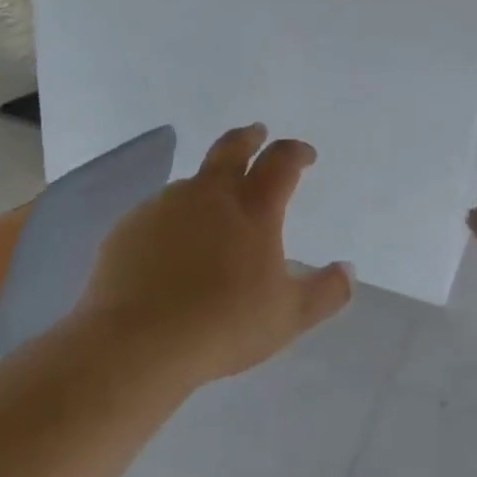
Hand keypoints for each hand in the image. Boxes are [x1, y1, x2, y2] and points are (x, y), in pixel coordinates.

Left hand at [79, 124, 353, 382]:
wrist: (137, 342)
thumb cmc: (224, 326)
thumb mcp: (289, 317)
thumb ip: (326, 292)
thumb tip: (347, 270)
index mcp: (253, 209)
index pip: (281, 162)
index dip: (296, 152)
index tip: (305, 156)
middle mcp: (208, 194)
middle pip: (231, 148)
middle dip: (249, 137)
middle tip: (257, 133)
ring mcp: (164, 206)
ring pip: (193, 182)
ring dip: (210, 185)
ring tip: (214, 210)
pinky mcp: (129, 227)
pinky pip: (159, 213)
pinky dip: (175, 220)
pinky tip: (172, 249)